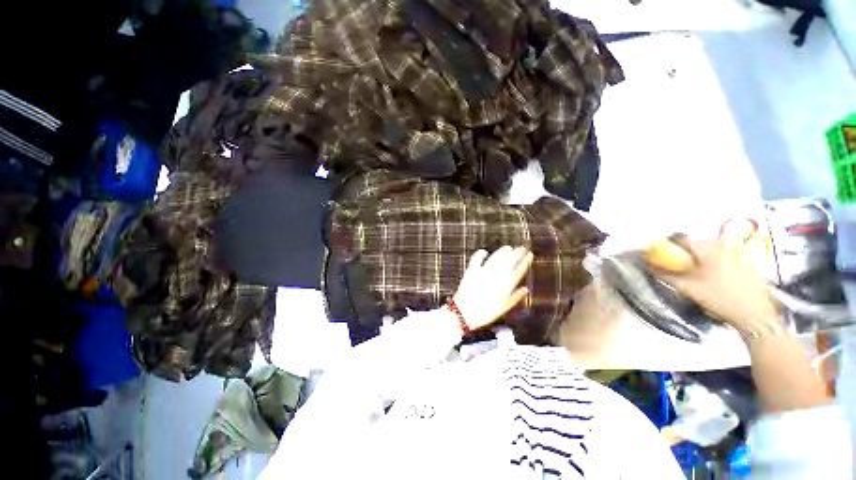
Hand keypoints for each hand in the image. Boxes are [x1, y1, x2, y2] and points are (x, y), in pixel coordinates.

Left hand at [452, 246, 532, 329]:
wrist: (465, 312)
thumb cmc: (486, 313)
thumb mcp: (504, 308)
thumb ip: (516, 297)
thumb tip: (525, 289)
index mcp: (506, 285)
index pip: (519, 270)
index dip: (525, 261)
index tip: (530, 254)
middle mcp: (497, 275)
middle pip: (509, 260)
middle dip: (517, 253)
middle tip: (522, 248)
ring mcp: (484, 271)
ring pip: (496, 257)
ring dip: (503, 251)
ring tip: (508, 248)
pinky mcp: (472, 270)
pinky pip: (477, 258)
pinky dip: (480, 254)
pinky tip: (484, 251)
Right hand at [649, 239, 781, 335]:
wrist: (756, 314)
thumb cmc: (720, 298)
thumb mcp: (689, 288)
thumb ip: (666, 276)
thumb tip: (650, 267)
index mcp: (708, 248)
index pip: (680, 239)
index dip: (666, 246)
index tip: (658, 255)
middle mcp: (722, 245)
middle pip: (694, 244)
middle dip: (682, 254)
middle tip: (676, 268)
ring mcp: (736, 252)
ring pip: (707, 250)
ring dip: (696, 259)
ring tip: (694, 275)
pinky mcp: (744, 260)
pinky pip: (719, 256)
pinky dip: (710, 263)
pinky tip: (711, 278)